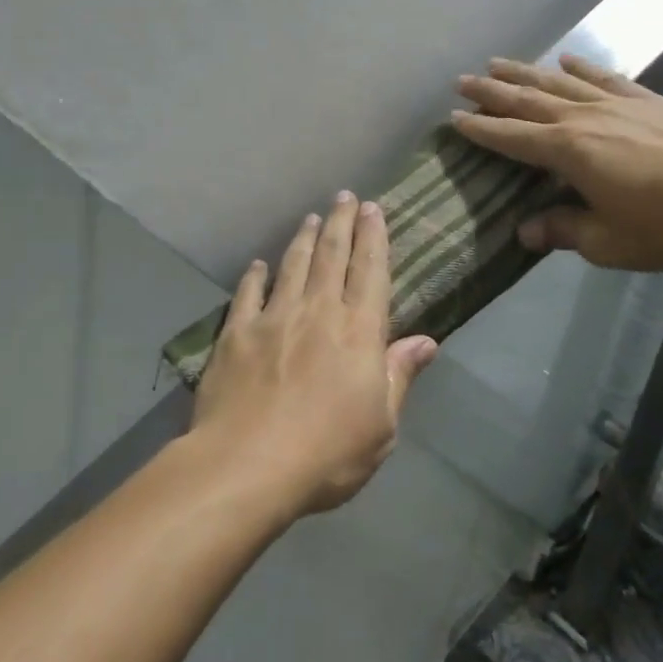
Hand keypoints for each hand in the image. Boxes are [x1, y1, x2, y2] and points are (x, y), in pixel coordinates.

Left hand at [192, 192, 438, 518]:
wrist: (246, 465)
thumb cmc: (326, 453)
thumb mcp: (381, 426)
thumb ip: (399, 376)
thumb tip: (426, 340)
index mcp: (358, 331)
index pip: (370, 271)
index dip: (373, 237)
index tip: (373, 208)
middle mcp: (317, 312)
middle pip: (331, 255)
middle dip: (340, 222)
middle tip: (344, 196)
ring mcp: (273, 318)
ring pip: (292, 265)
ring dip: (303, 238)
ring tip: (310, 217)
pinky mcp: (236, 333)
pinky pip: (248, 293)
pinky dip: (255, 275)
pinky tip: (259, 263)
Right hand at [452, 54, 662, 270]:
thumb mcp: (609, 242)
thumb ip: (563, 232)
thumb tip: (524, 231)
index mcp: (569, 152)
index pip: (512, 137)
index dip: (480, 130)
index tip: (452, 118)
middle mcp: (585, 118)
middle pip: (529, 100)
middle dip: (492, 91)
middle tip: (462, 80)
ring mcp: (619, 104)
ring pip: (560, 81)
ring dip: (526, 72)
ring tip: (499, 62)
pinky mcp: (649, 100)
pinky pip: (605, 77)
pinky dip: (582, 67)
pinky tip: (569, 58)